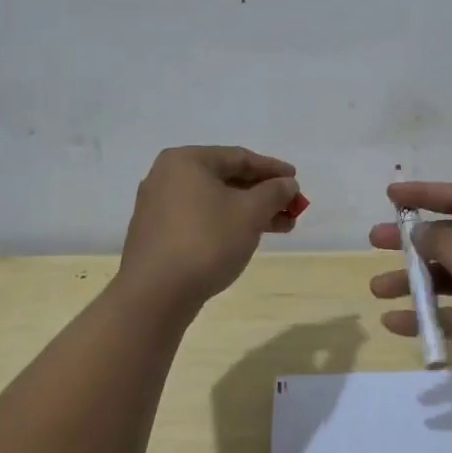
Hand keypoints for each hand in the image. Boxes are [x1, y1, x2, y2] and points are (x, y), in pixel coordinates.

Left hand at [120, 146, 300, 305]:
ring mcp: (158, 207)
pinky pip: (200, 219)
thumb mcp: (250, 212)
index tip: (296, 180)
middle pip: (226, 179)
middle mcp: (167, 177)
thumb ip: (274, 192)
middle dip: (263, 194)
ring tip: (281, 228)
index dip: (272, 169)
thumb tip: (287, 184)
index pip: (239, 157)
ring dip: (249, 211)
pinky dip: (227, 223)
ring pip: (214, 201)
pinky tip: (247, 238)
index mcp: (186, 161)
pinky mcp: (157, 234)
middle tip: (292, 208)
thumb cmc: (206, 241)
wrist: (155, 295)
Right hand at [368, 182, 451, 413]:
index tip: (391, 196)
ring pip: (450, 275)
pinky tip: (396, 322)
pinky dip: (429, 314)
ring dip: (415, 281)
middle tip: (375, 241)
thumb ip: (445, 243)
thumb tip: (421, 231)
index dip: (425, 194)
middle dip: (413, 241)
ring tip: (378, 289)